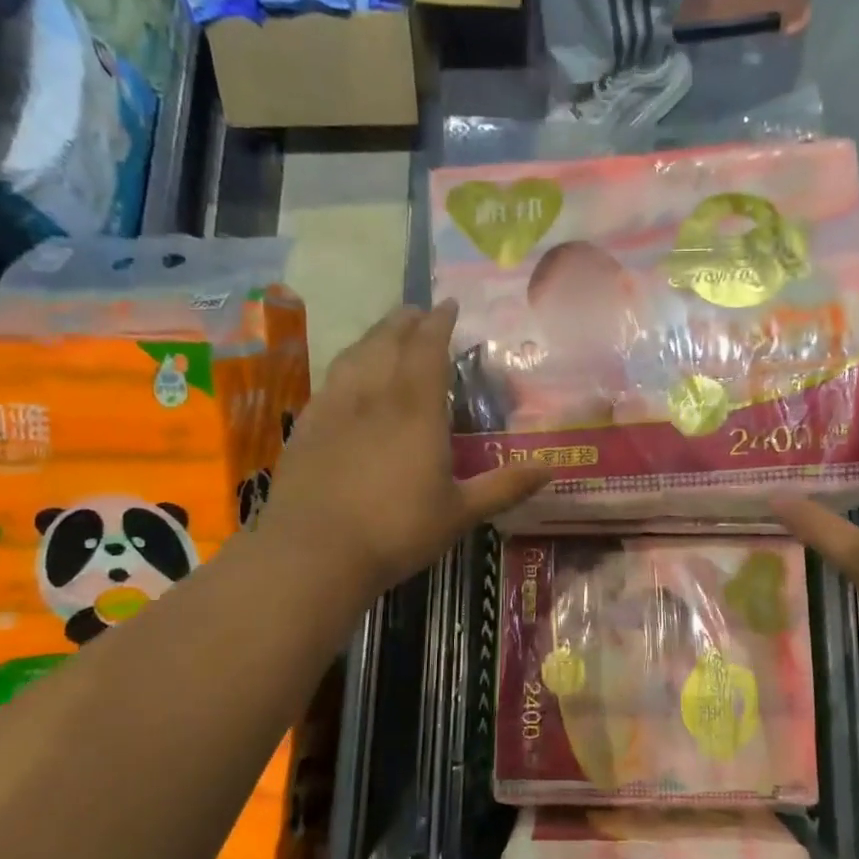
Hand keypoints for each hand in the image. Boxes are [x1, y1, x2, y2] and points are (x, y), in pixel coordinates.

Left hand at [263, 301, 550, 600]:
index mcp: (416, 409)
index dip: (439, 322)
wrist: (314, 553)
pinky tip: (347, 375)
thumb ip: (504, 487)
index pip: (428, 348)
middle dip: (405, 321)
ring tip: (386, 331)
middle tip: (418, 311)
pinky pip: (330, 379)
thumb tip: (550, 470)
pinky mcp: (308, 426)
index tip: (448, 306)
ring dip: (374, 335)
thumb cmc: (397, 531)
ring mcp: (335, 408)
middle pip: (388, 341)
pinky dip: (346, 364)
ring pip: (355, 354)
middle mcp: (375, 396)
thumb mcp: (460, 513)